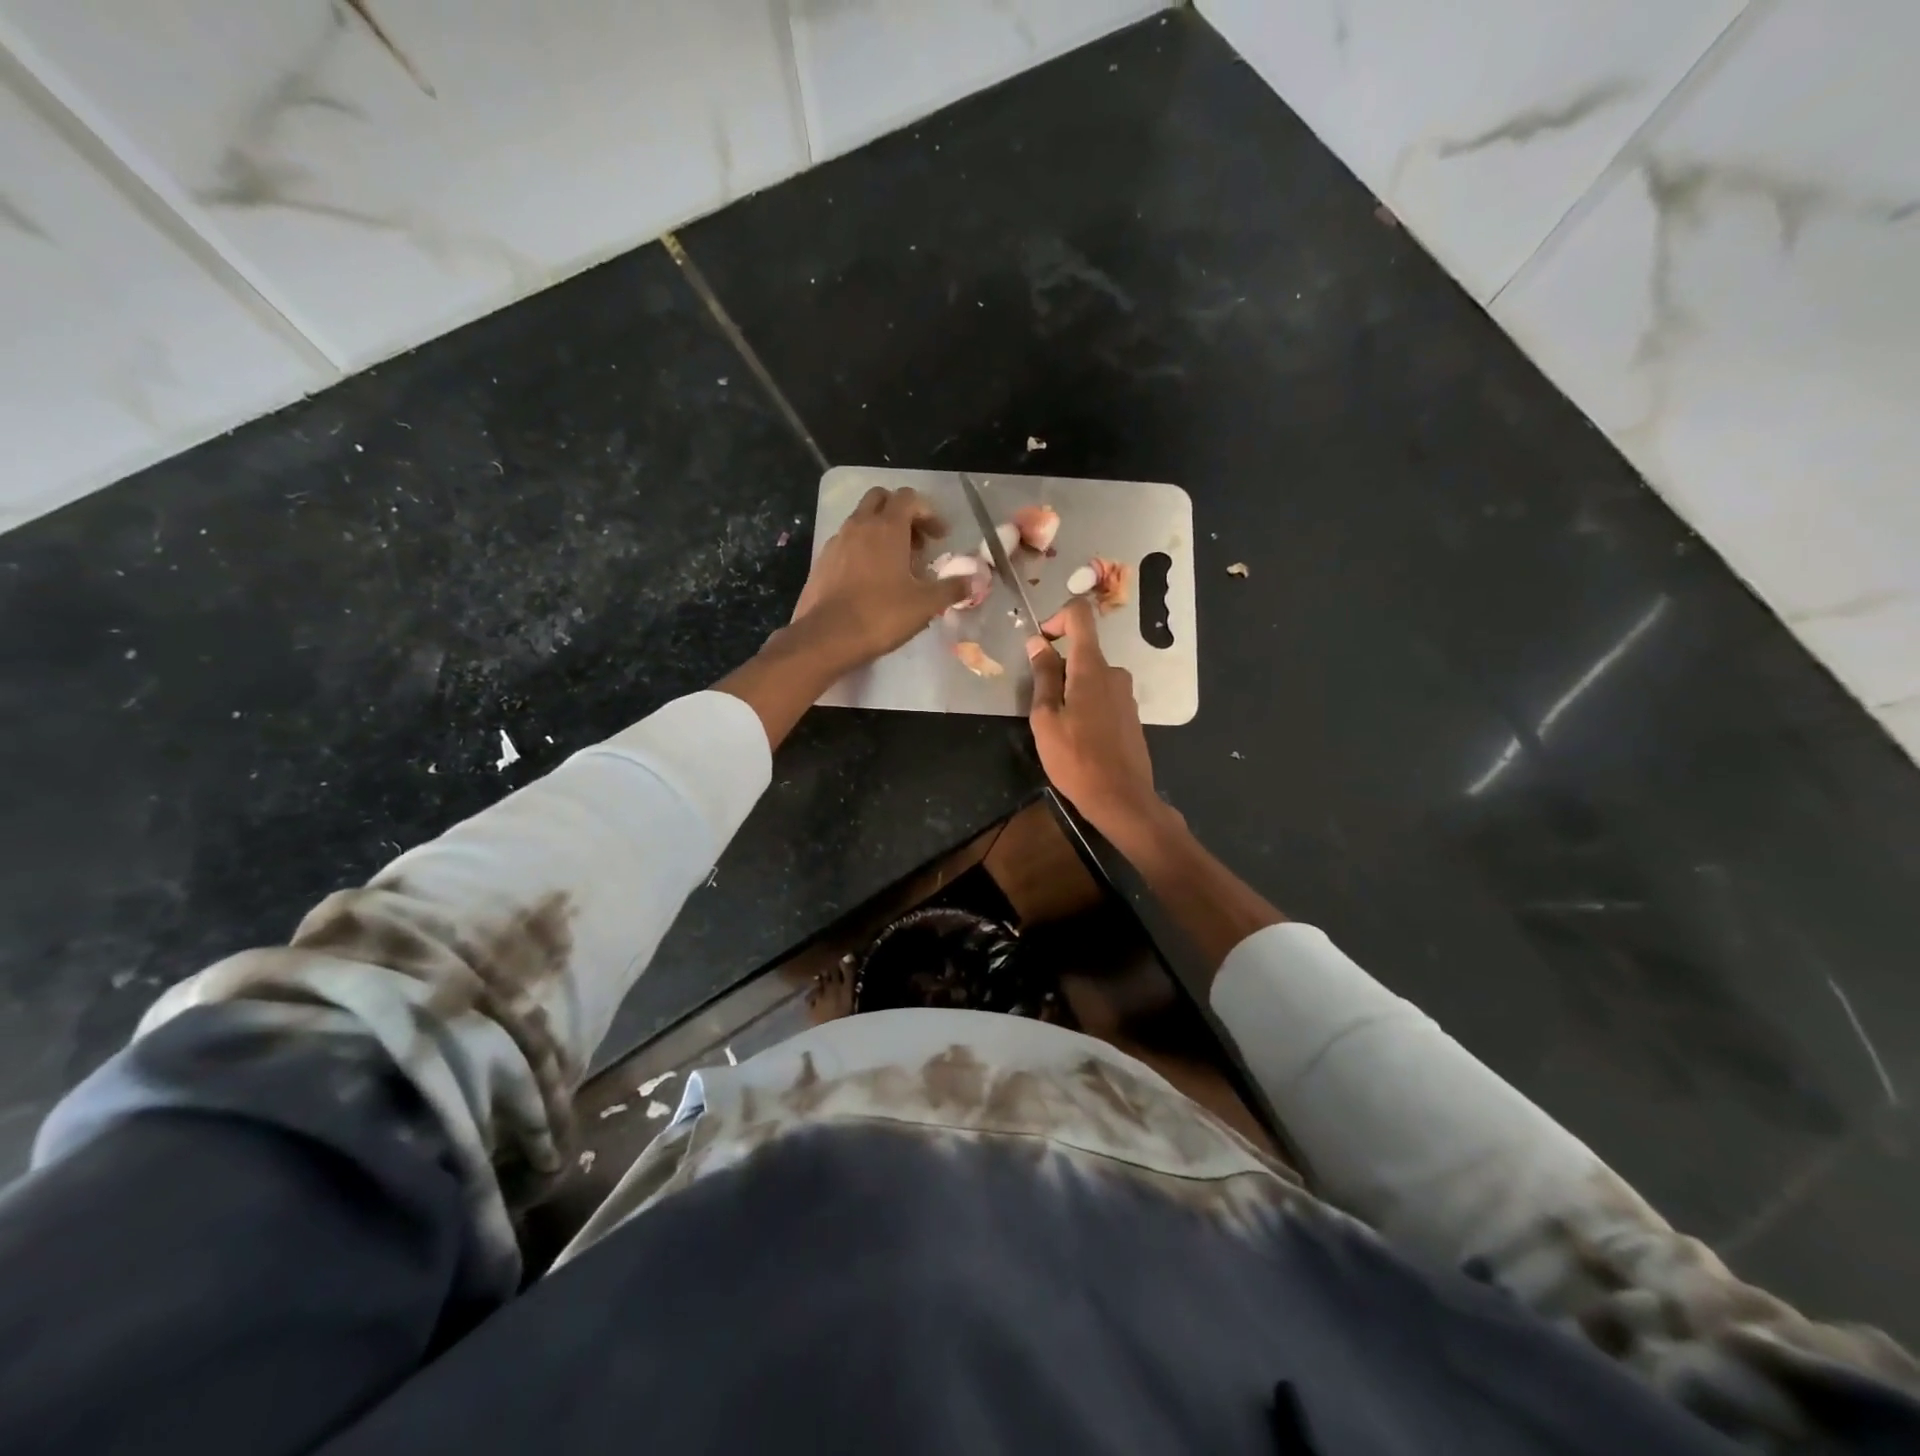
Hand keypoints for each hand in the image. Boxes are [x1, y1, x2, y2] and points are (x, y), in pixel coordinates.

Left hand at [791, 486, 969, 672]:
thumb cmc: (881, 615)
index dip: (929, 513)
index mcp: (887, 527)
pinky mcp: (822, 561)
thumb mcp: (925, 604)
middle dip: (901, 514)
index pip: (909, 498)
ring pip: (861, 520)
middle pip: (881, 499)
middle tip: (916, 543)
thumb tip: (976, 579)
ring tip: (896, 564)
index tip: (940, 537)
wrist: (826, 638)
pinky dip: (862, 549)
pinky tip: (871, 579)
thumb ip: (953, 588)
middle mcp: (859, 525)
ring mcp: (837, 542)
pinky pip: (847, 542)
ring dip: (881, 531)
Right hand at [1026, 599, 1165, 835]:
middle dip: (1058, 669)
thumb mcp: (1046, 718)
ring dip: (1071, 691)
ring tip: (1059, 728)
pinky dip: (1086, 706)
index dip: (1056, 619)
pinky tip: (1079, 739)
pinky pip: (1103, 697)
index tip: (1040, 644)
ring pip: (1091, 678)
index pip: (1080, 616)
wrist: (1121, 798)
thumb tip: (1038, 642)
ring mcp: (1126, 695)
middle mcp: (1114, 673)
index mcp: (1092, 668)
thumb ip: (1043, 676)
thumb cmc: (1075, 758)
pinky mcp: (1131, 715)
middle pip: (1083, 652)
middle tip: (1041, 706)